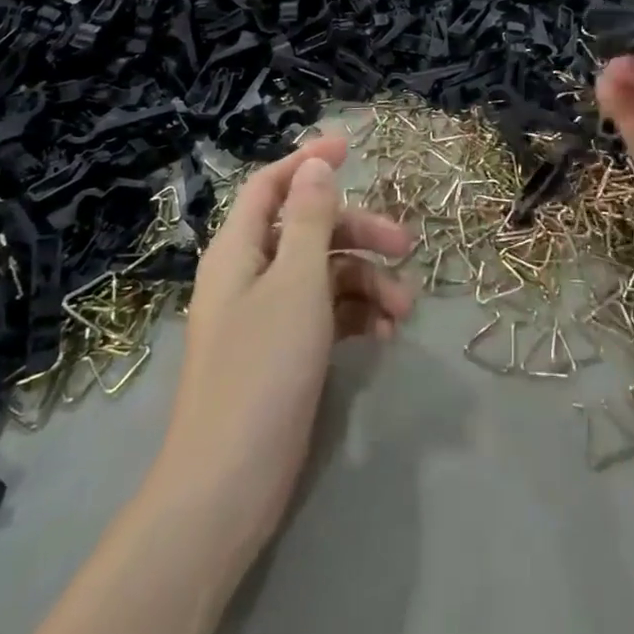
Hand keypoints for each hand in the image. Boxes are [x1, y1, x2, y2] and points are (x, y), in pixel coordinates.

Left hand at [155, 136, 415, 568]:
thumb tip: (314, 164)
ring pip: (324, 275)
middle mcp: (249, 276)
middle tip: (406, 245)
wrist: (227, 487)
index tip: (352, 146)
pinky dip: (355, 317)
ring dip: (366, 283)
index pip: (270, 186)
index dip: (307, 162)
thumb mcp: (296, 284)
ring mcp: (266, 317)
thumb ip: (308, 219)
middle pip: (308, 231)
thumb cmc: (262, 370)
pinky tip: (384, 336)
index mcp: (238, 251)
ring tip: (404, 310)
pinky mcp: (283, 354)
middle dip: (358, 233)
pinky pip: (325, 315)